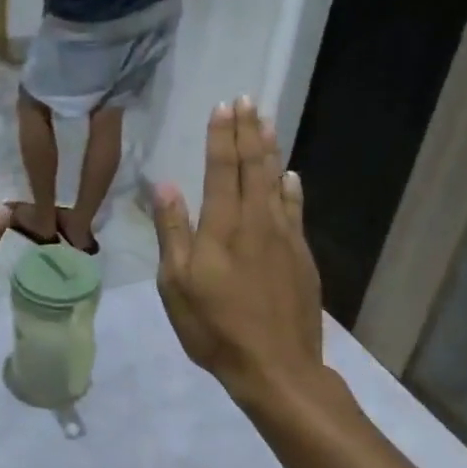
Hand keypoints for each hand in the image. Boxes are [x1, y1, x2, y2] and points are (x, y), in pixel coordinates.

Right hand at [153, 98, 326, 413]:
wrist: (275, 367)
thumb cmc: (214, 327)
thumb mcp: (177, 283)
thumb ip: (173, 231)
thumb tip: (166, 185)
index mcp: (223, 226)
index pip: (222, 169)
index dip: (222, 136)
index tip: (224, 105)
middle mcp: (257, 221)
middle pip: (253, 167)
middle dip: (249, 131)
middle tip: (248, 100)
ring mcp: (284, 238)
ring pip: (277, 182)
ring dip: (270, 150)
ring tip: (268, 123)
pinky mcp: (301, 256)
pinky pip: (295, 210)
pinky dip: (291, 188)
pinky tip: (291, 176)